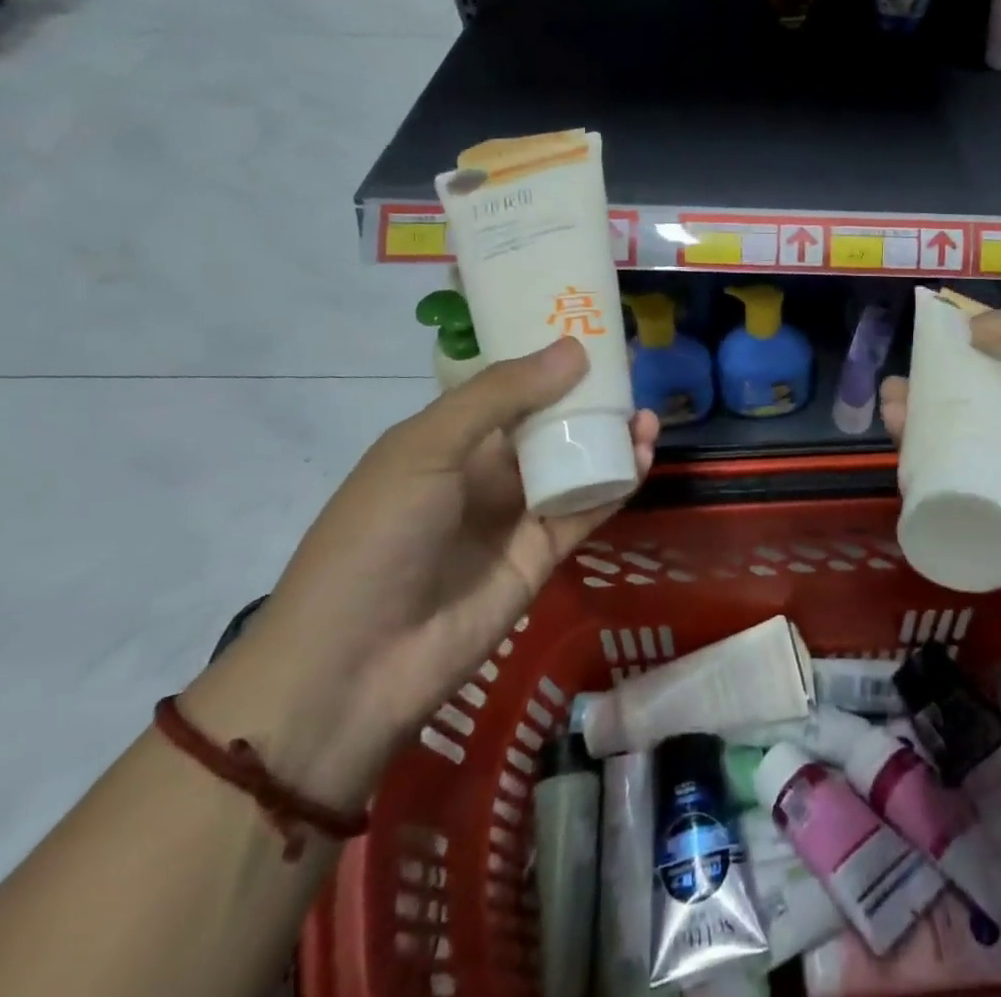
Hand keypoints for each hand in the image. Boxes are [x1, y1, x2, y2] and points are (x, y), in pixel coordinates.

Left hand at [185, 339, 659, 807]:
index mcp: (449, 437)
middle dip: (590, 398)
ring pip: (574, 463)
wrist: (354, 667)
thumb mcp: (427, 448)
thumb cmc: (377, 537)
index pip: (508, 386)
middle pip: (549, 423)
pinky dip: (615, 483)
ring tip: (646, 417)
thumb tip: (574, 349)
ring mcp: (515, 514)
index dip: (548, 360)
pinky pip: (586, 508)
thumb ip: (501, 396)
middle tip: (633, 373)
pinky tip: (641, 457)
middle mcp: (485, 469)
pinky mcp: (541, 555)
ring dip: (610, 438)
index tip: (594, 333)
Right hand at [881, 291, 1000, 604]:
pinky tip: (903, 446)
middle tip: (897, 379)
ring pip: (964, 435)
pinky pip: (968, 479)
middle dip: (933, 384)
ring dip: (922, 420)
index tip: (929, 334)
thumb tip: (973, 331)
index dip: (966, 343)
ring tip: (889, 405)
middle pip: (975, 395)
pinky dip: (932, 463)